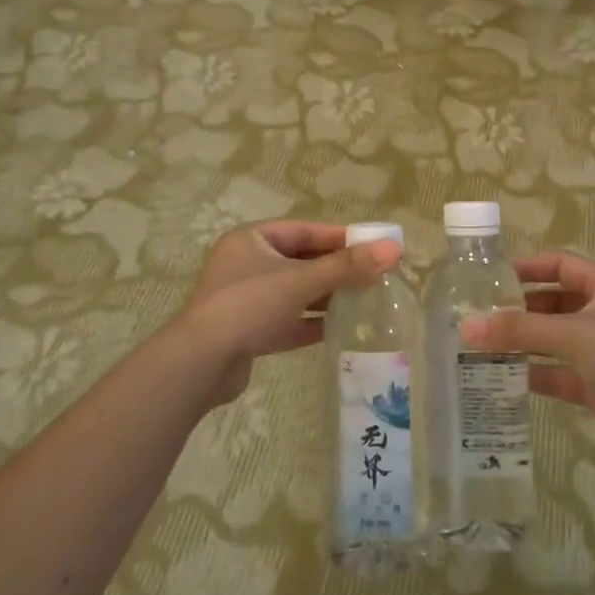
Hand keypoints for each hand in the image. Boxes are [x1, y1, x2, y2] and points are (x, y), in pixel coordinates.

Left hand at [178, 220, 401, 404]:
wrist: (200, 363)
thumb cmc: (249, 306)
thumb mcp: (301, 281)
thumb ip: (347, 267)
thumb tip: (394, 248)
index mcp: (252, 240)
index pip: (304, 231)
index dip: (340, 237)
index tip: (373, 245)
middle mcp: (247, 265)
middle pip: (301, 261)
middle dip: (336, 269)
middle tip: (374, 275)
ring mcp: (247, 299)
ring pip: (295, 292)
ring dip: (326, 296)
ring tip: (364, 301)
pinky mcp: (249, 331)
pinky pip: (287, 320)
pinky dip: (311, 322)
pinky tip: (340, 328)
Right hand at [463, 254, 594, 470]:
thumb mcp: (573, 335)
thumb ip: (519, 330)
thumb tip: (465, 326)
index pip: (560, 266)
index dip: (528, 267)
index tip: (492, 277)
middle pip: (552, 303)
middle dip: (518, 308)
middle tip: (479, 315)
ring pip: (552, 339)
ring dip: (522, 342)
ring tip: (481, 345)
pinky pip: (557, 373)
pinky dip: (533, 373)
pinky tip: (503, 378)